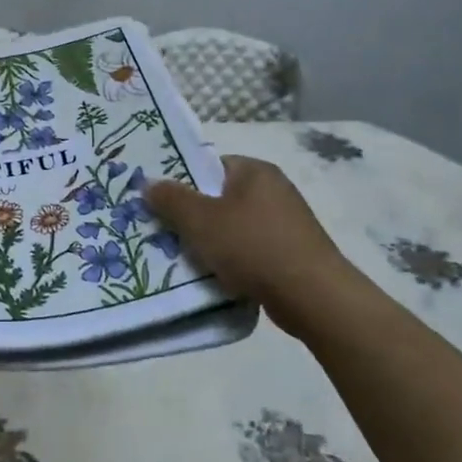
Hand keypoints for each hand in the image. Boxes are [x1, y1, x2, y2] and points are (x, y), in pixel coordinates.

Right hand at [145, 156, 351, 315]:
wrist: (312, 296)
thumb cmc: (253, 246)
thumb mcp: (200, 219)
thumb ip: (171, 199)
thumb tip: (148, 183)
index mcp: (255, 171)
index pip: (210, 166)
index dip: (183, 182)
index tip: (160, 203)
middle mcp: (274, 190)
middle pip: (220, 198)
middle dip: (193, 216)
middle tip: (165, 232)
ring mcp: (286, 223)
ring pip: (233, 227)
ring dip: (211, 242)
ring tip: (185, 259)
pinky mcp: (291, 253)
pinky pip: (250, 250)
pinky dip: (233, 261)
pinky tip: (216, 277)